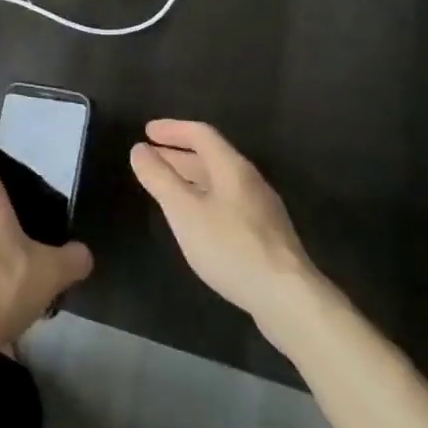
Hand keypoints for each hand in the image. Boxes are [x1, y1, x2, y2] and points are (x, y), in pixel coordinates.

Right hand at [131, 119, 320, 349]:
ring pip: (219, 181)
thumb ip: (160, 178)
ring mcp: (261, 209)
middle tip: (151, 157)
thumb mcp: (185, 211)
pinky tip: (196, 220)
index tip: (147, 132)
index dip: (172, 129)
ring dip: (190, 177)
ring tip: (167, 187)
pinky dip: (204, 198)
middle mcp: (249, 180)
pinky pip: (227, 203)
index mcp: (231, 167)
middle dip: (178, 154)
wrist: (288, 298)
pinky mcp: (266, 235)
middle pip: (210, 156)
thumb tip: (139, 150)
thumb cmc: (231, 247)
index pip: (200, 134)